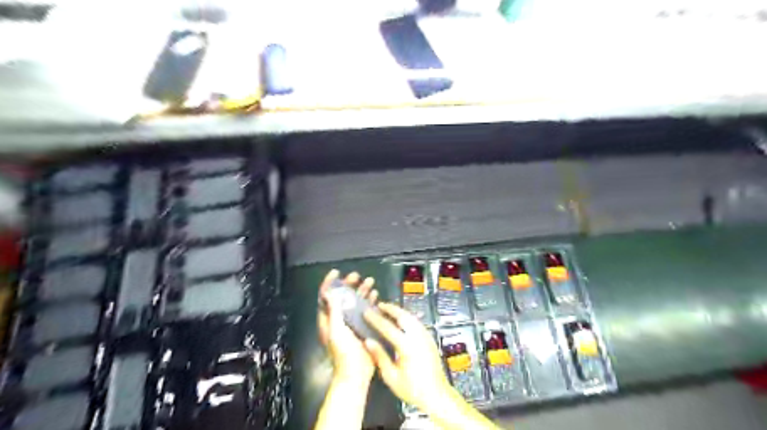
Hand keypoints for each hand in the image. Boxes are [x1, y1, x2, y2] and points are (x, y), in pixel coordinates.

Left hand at [315, 270, 378, 380]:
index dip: (329, 283)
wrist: (356, 374)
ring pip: (355, 302)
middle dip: (349, 284)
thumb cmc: (343, 353)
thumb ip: (333, 311)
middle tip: (357, 276)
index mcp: (328, 319)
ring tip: (370, 282)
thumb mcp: (336, 330)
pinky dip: (369, 301)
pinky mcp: (362, 327)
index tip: (336, 272)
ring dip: (361, 291)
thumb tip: (329, 292)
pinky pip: (365, 310)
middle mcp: (339, 318)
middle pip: (342, 296)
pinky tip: (376, 296)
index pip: (325, 297)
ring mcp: (351, 322)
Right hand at [364, 300, 450, 410]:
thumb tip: (367, 341)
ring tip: (388, 310)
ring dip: (399, 311)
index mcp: (407, 346)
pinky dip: (407, 317)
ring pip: (411, 317)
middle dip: (390, 308)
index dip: (376, 319)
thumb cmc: (412, 389)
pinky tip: (401, 320)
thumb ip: (379, 357)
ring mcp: (426, 336)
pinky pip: (416, 322)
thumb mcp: (391, 377)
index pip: (388, 327)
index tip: (366, 312)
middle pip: (403, 316)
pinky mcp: (430, 339)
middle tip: (379, 304)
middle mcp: (418, 337)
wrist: (437, 395)